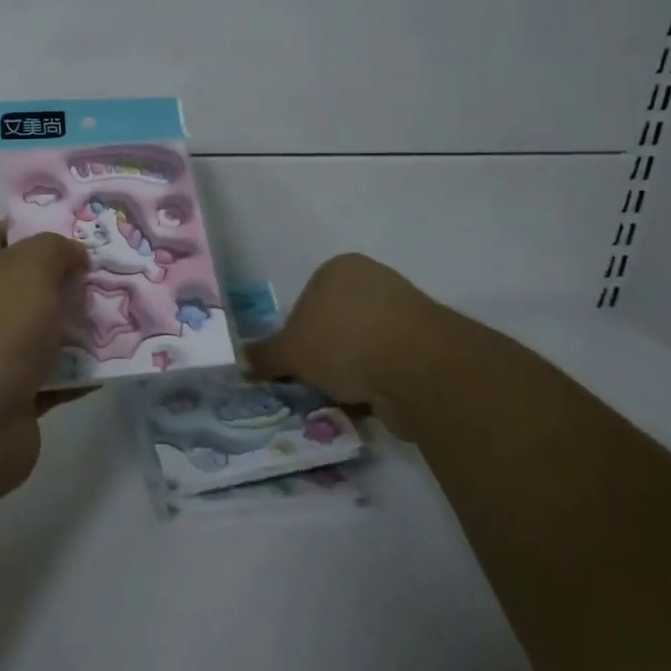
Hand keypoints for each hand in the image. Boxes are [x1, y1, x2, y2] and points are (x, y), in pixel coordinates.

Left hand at [0, 221, 88, 494]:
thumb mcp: (30, 266)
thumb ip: (56, 250)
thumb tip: (72, 256)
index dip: (34, 231)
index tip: (77, 239)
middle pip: (25, 286)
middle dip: (66, 283)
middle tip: (111, 280)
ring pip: (40, 333)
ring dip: (77, 331)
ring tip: (121, 322)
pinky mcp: (7, 399)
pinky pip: (50, 378)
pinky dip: (77, 375)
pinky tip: (111, 367)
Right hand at [245, 253, 470, 442]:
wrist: (416, 366)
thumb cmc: (342, 341)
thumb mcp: (291, 351)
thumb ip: (266, 355)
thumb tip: (242, 359)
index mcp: (339, 268)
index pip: (308, 299)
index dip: (298, 333)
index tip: (296, 361)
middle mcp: (374, 280)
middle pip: (337, 322)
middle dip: (327, 353)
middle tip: (315, 381)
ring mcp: (405, 310)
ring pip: (364, 345)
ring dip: (353, 370)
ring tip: (343, 397)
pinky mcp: (428, 343)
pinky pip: (390, 364)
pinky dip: (379, 382)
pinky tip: (370, 402)